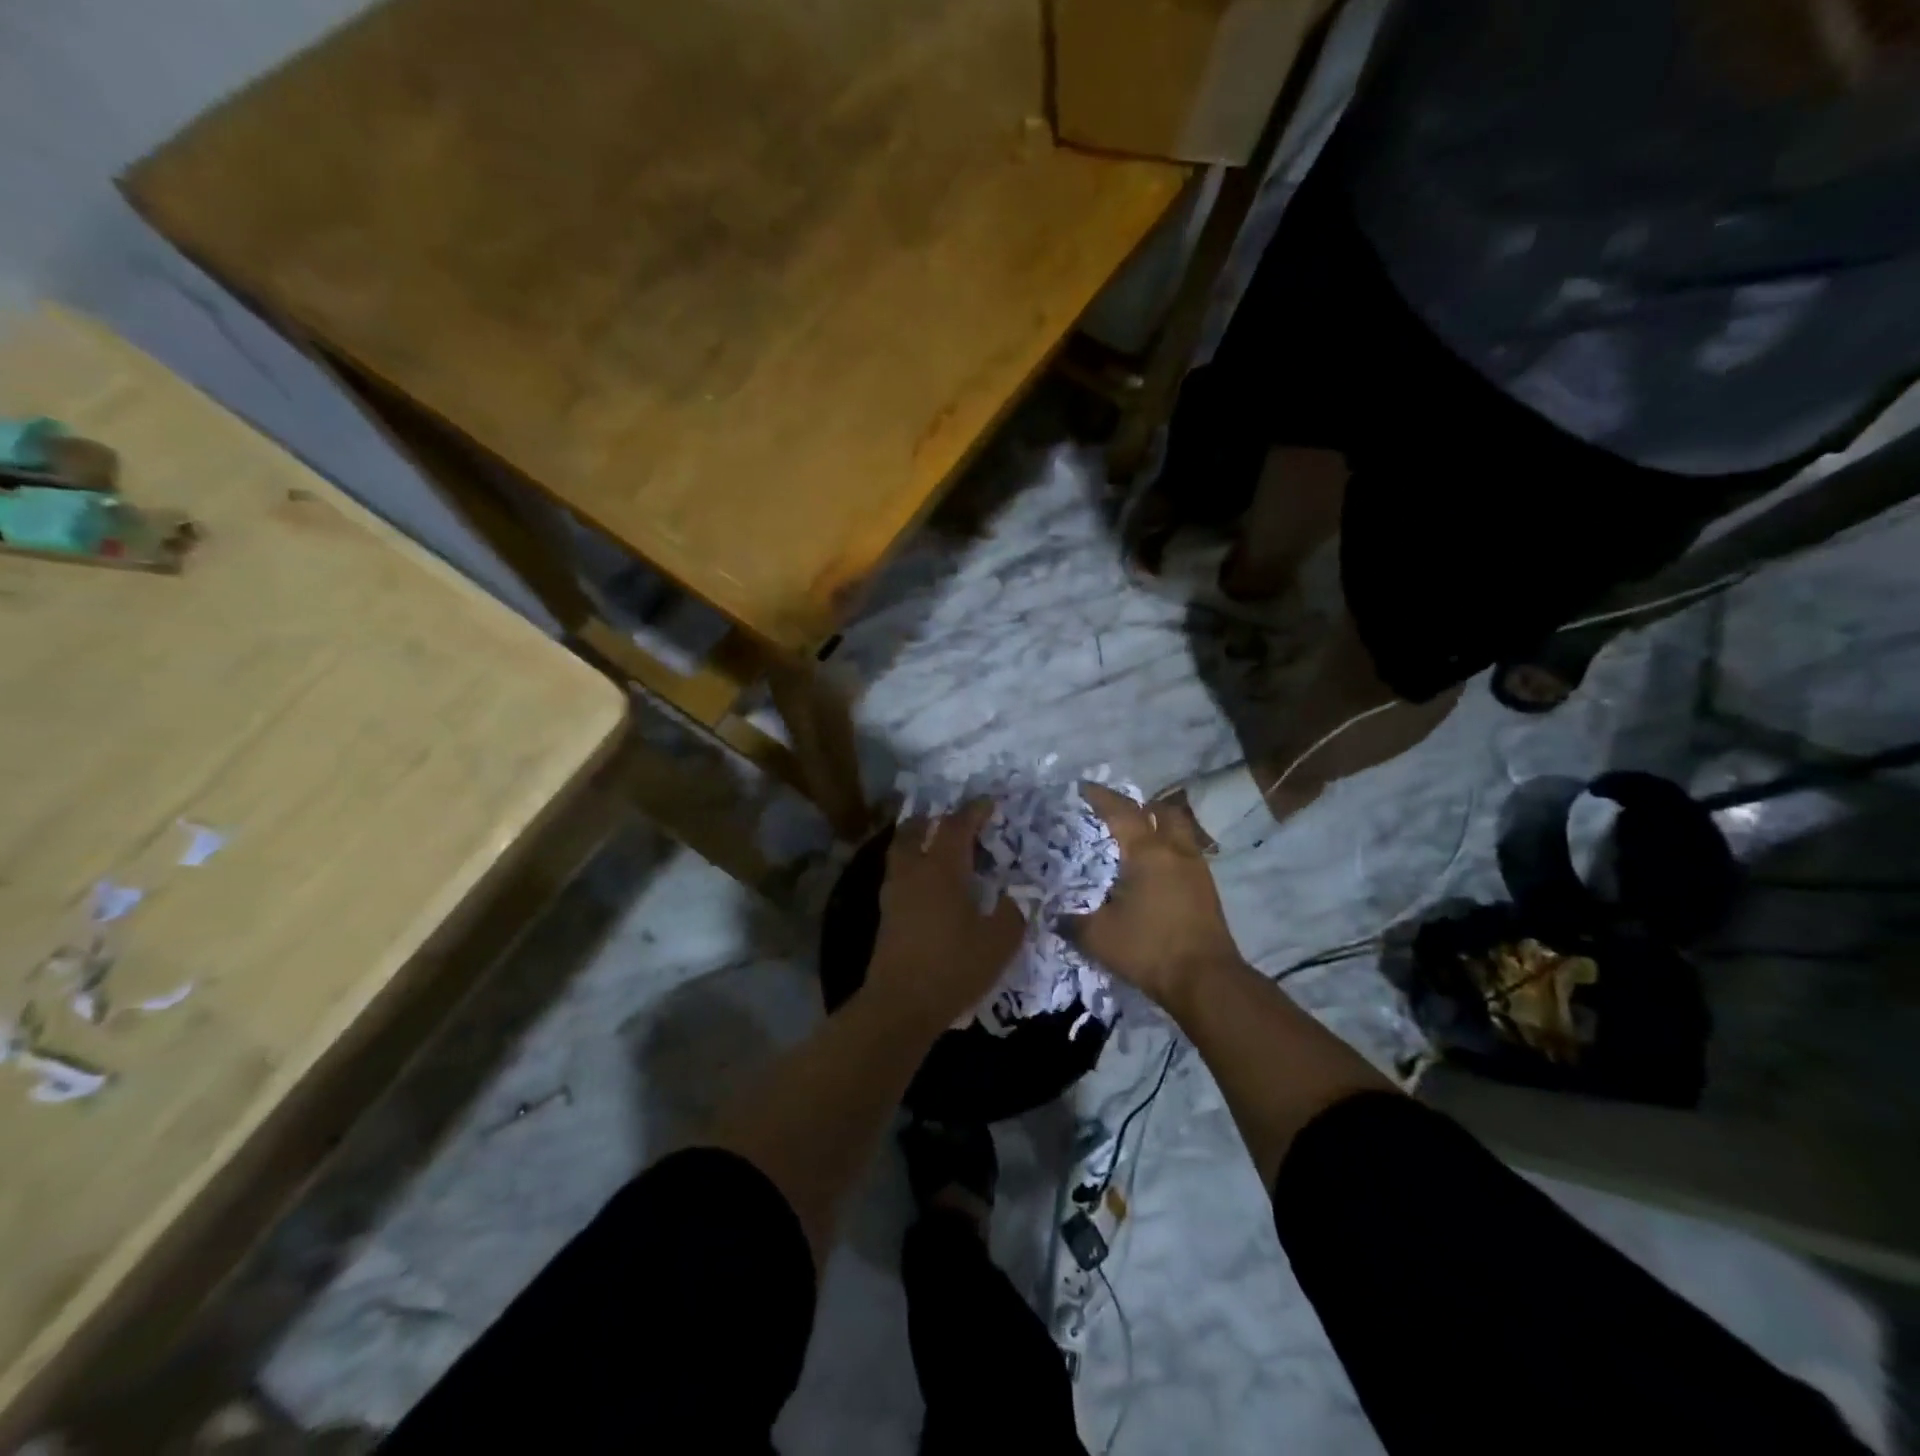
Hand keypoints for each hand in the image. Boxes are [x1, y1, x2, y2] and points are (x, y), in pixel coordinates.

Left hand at [867, 803, 1024, 1032]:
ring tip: (939, 845)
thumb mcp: (999, 941)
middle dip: (936, 818)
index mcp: (942, 868)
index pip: (957, 826)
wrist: (901, 1004)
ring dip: (919, 838)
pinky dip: (914, 864)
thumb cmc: (953, 967)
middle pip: (917, 829)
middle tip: (956, 821)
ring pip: (902, 850)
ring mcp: (894, 891)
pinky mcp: (886, 913)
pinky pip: (899, 872)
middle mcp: (914, 871)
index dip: (974, 811)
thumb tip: (1016, 895)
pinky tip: (929, 881)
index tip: (989, 803)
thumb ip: (1012, 911)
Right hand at [1068, 784, 1245, 1008]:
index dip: (1100, 796)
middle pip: (1162, 811)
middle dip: (1141, 807)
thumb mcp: (1098, 937)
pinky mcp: (1207, 889)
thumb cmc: (1149, 948)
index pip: (1121, 811)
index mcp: (1146, 852)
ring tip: (1137, 842)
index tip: (1083, 788)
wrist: (1206, 980)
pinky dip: (1169, 851)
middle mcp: (1175, 851)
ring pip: (1180, 831)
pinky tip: (1155, 873)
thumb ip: (1072, 921)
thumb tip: (1054, 916)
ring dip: (1160, 828)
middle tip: (1119, 815)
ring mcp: (1197, 868)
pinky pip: (1186, 854)